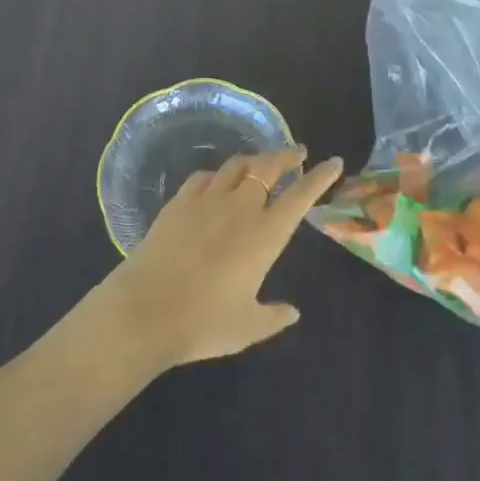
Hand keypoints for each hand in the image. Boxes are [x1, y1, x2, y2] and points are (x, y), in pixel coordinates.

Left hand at [96, 147, 342, 370]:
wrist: (145, 310)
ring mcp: (207, 199)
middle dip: (286, 156)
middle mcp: (240, 207)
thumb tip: (292, 312)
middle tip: (297, 152)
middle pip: (268, 167)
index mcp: (265, 235)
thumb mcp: (246, 328)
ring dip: (254, 160)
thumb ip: (273, 317)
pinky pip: (205, 176)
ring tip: (261, 162)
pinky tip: (217, 180)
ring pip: (237, 165)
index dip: (320, 177)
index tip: (334, 162)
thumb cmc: (203, 323)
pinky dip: (219, 173)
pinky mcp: (179, 201)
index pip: (300, 196)